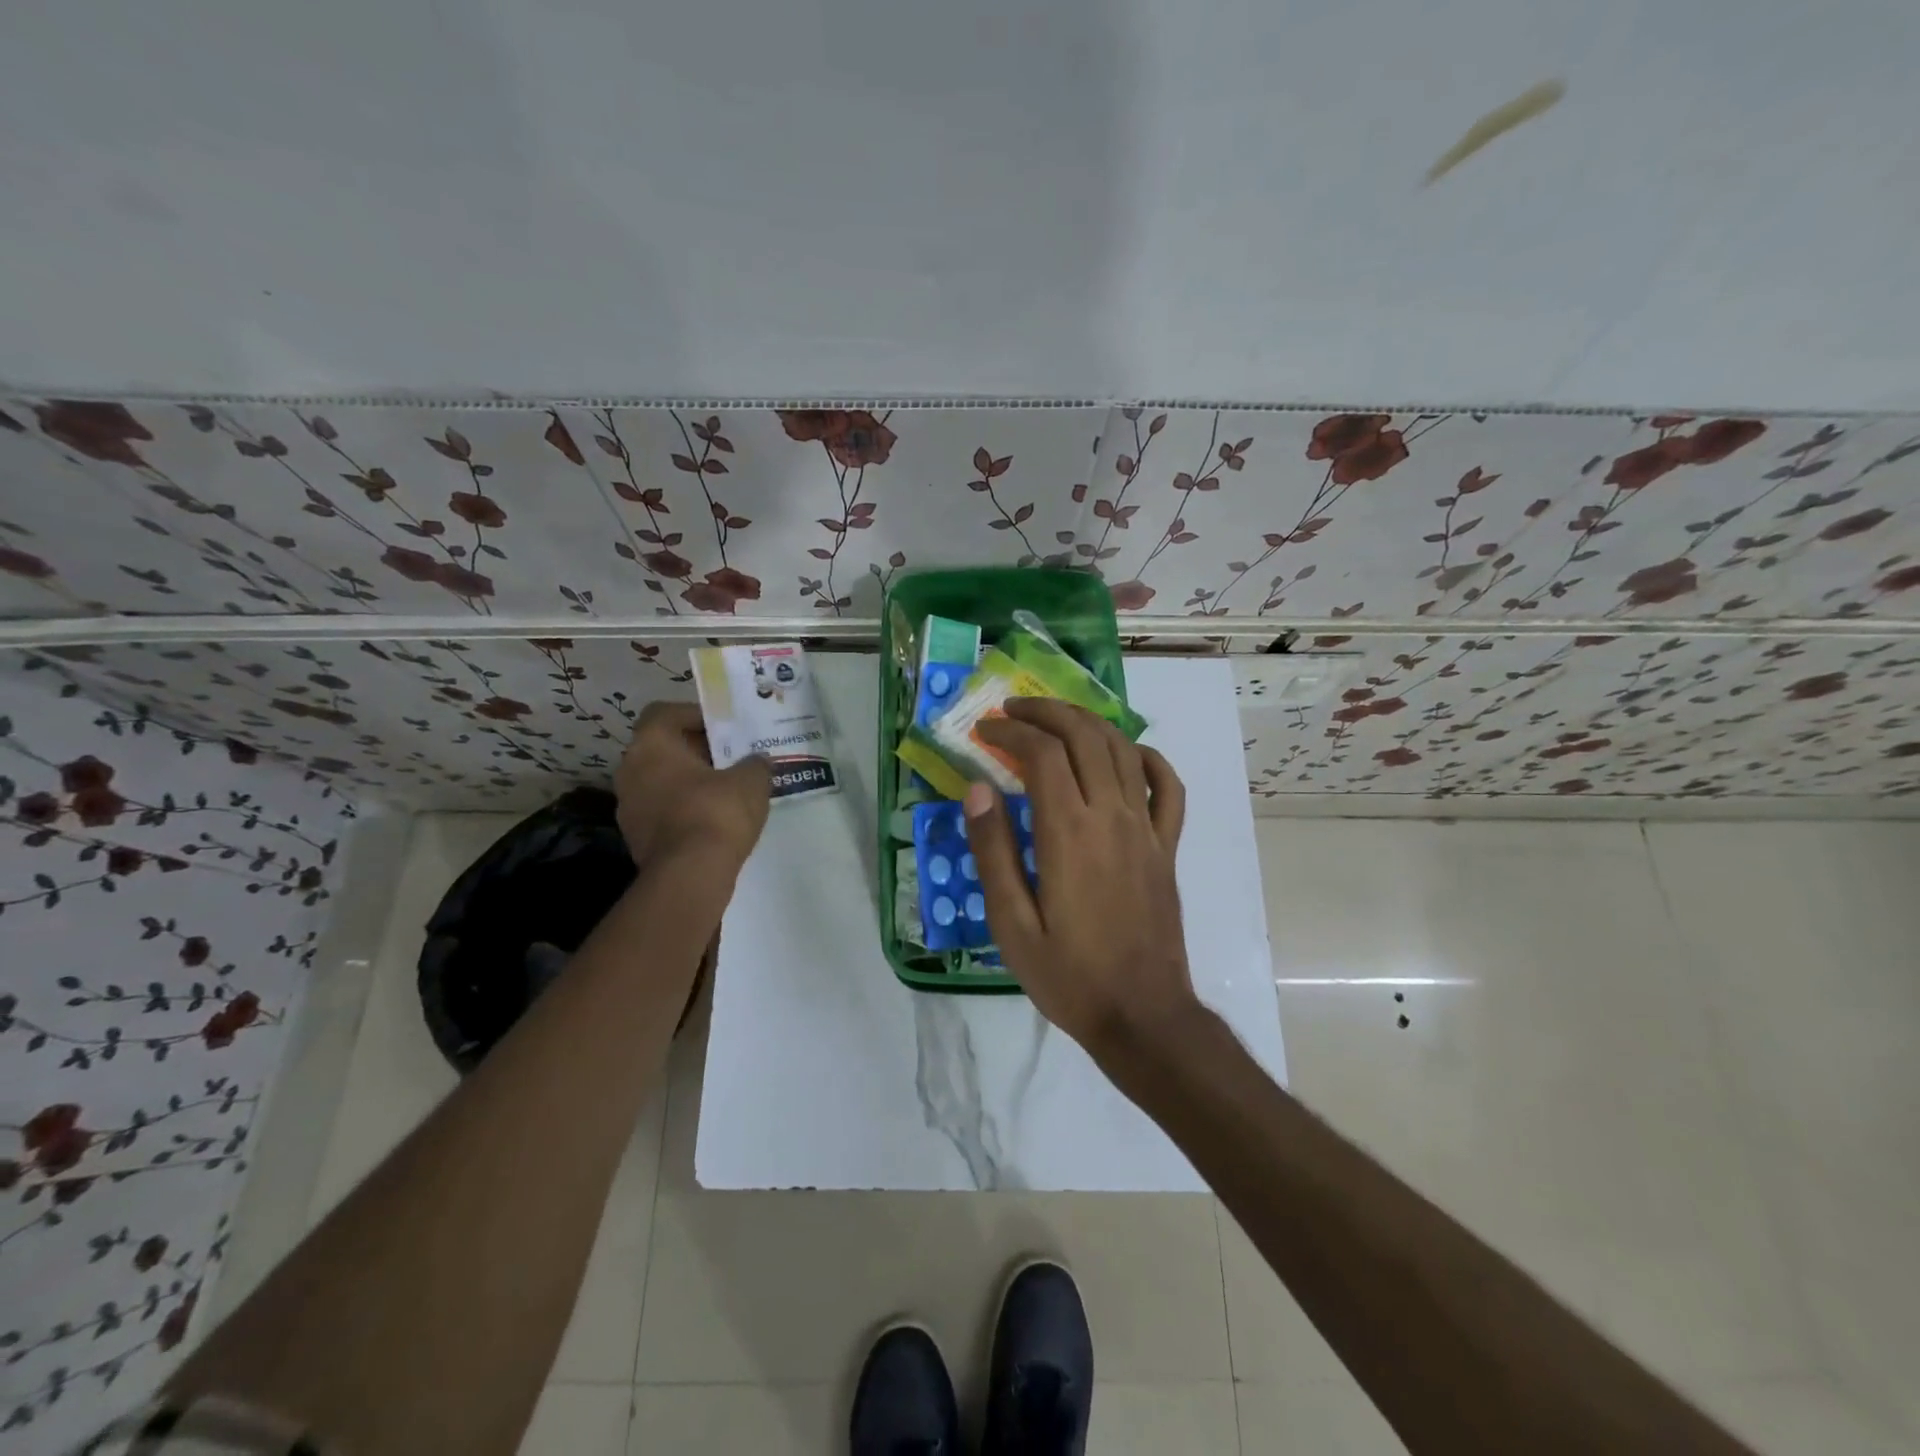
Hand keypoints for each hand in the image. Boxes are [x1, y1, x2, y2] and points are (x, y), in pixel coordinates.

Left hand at [615, 702, 771, 871]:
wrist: (690, 875)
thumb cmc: (716, 812)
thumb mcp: (751, 780)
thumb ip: (755, 764)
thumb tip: (757, 761)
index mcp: (650, 745)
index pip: (664, 713)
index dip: (694, 714)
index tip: (723, 728)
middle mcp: (629, 771)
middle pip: (663, 748)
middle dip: (696, 751)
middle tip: (731, 758)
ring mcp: (628, 808)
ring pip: (661, 782)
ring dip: (689, 782)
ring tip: (726, 791)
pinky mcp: (636, 839)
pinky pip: (663, 811)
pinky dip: (684, 810)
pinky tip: (714, 821)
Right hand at [964, 698, 1197, 1060]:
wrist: (1142, 1015)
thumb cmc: (1069, 975)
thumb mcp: (1011, 924)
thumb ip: (993, 852)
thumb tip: (978, 789)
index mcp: (1068, 833)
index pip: (1042, 754)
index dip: (1010, 733)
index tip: (984, 732)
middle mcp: (1111, 817)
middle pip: (1084, 736)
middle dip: (1046, 712)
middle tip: (1013, 710)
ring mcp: (1146, 829)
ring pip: (1123, 749)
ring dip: (1088, 722)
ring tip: (1055, 719)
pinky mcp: (1166, 846)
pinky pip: (1167, 787)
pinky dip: (1148, 759)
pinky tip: (1127, 753)